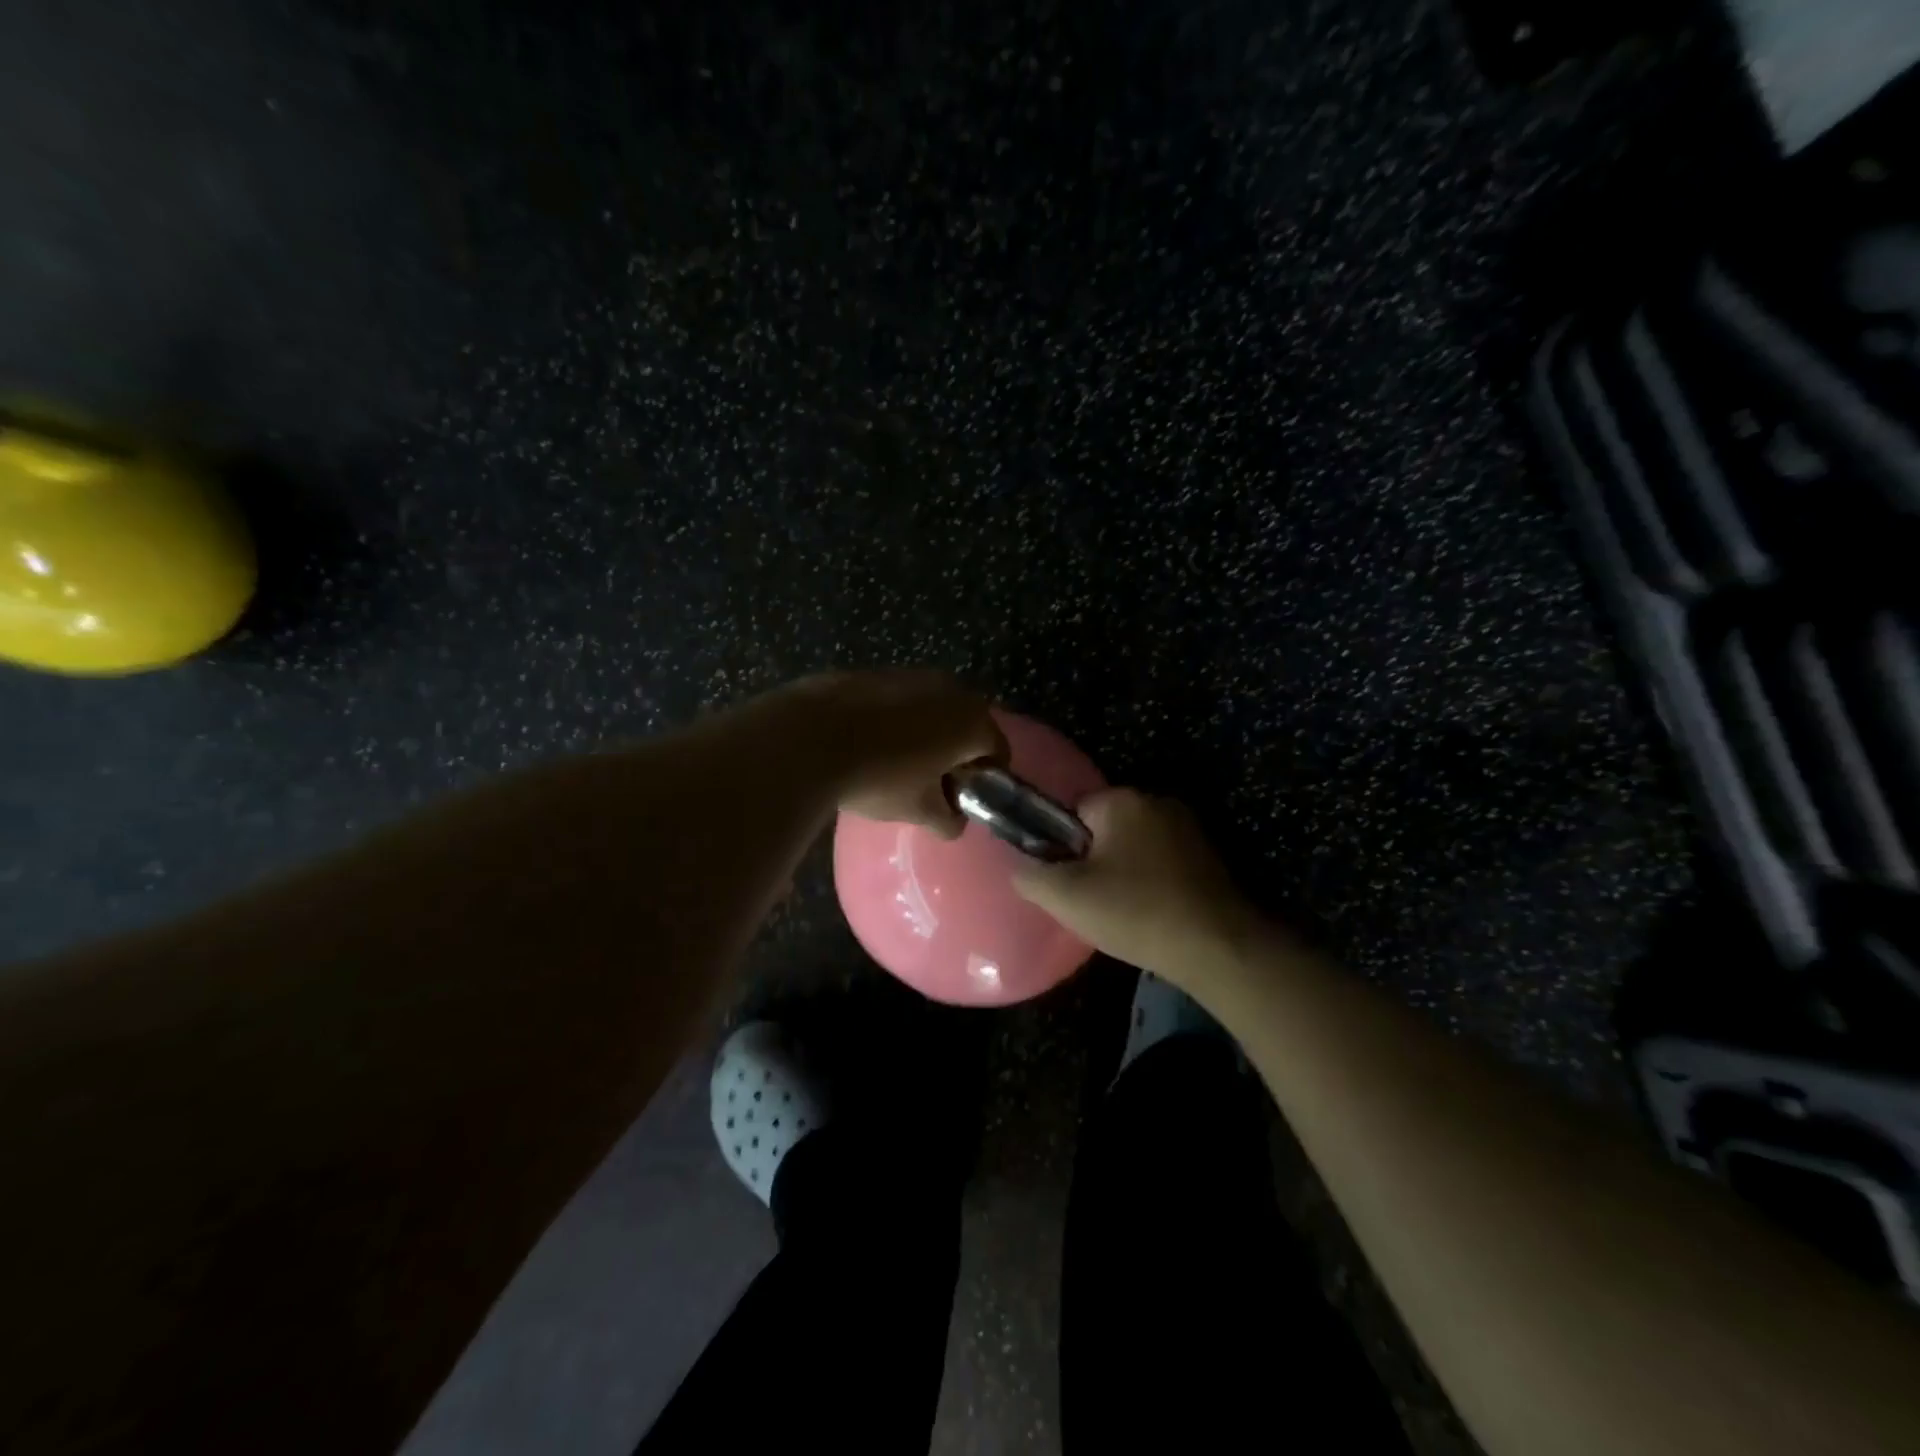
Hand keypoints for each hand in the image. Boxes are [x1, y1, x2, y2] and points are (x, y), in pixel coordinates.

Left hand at [770, 670, 1007, 837]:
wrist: (809, 736)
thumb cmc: (879, 776)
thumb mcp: (919, 810)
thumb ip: (948, 820)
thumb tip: (954, 822)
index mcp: (971, 721)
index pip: (998, 751)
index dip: (986, 779)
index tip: (964, 798)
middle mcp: (950, 688)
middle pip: (967, 725)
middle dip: (956, 752)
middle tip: (933, 783)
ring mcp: (911, 674)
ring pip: (932, 709)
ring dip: (925, 733)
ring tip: (897, 763)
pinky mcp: (875, 671)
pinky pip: (899, 700)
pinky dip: (895, 719)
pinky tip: (868, 742)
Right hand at [1012, 788, 1267, 983]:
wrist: (1218, 948)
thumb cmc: (1136, 913)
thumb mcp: (1066, 897)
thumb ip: (1031, 875)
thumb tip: (1020, 867)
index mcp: (1123, 800)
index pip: (1073, 812)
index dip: (1064, 848)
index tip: (1070, 883)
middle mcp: (1158, 802)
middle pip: (1104, 828)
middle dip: (1094, 860)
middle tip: (1092, 902)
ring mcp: (1188, 828)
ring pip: (1134, 847)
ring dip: (1124, 873)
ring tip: (1123, 913)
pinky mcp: (1209, 856)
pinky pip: (1162, 862)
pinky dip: (1152, 883)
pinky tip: (1152, 914)